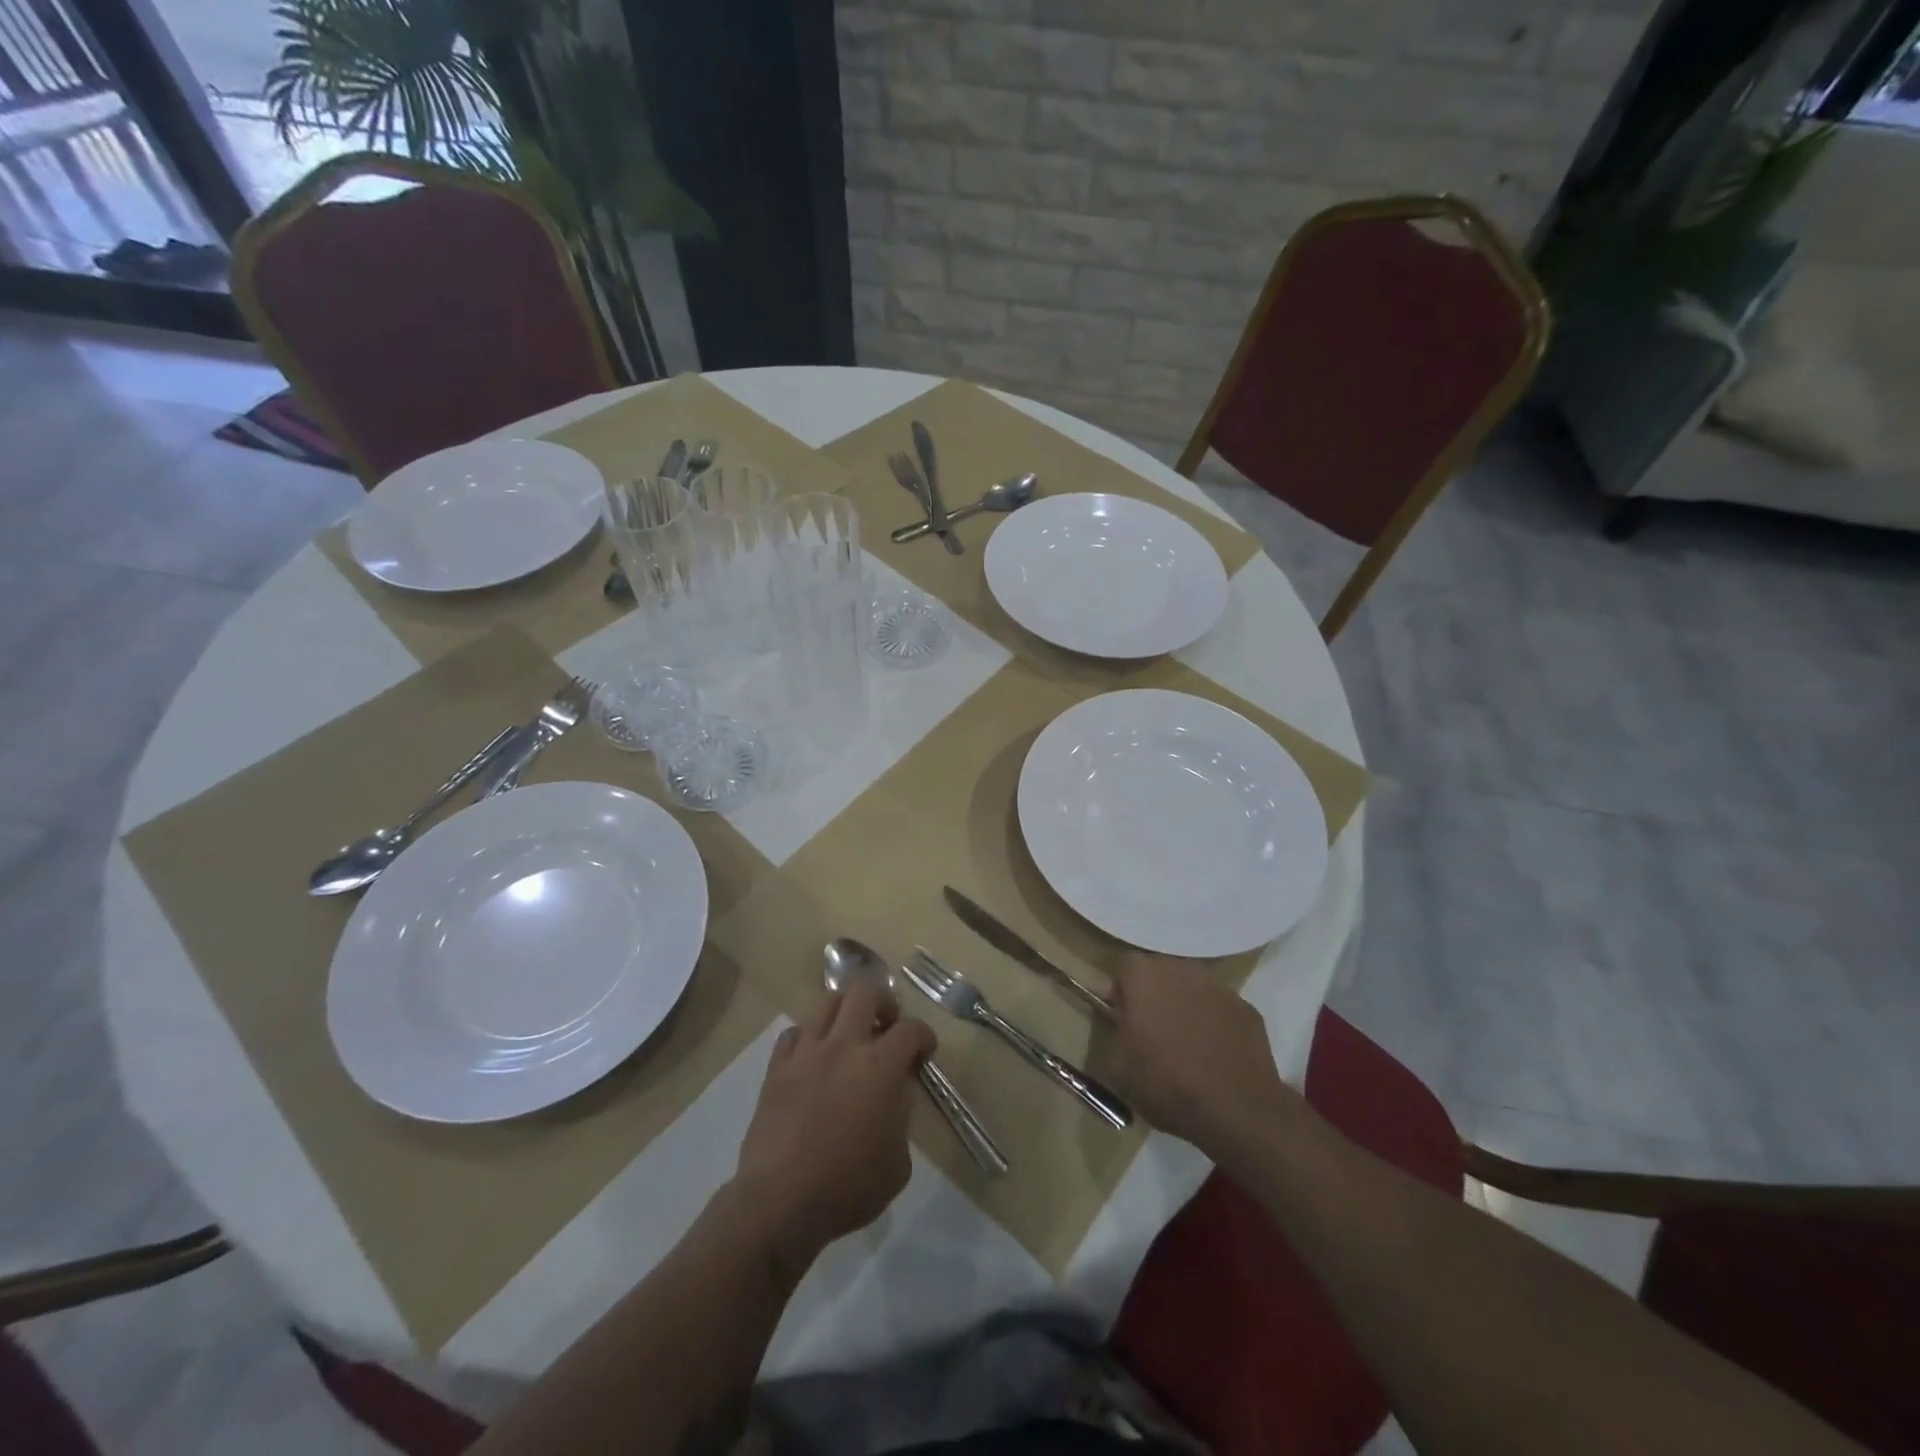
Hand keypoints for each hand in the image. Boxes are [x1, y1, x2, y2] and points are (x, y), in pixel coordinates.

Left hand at [729, 982, 935, 1275]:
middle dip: (883, 1002)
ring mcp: (806, 1052)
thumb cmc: (848, 1186)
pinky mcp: (777, 1068)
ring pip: (827, 1002)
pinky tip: (813, 1057)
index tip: (924, 1053)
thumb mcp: (898, 1163)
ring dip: (845, 1011)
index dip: (923, 1036)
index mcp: (880, 1066)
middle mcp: (844, 1045)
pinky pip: (793, 1033)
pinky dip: (807, 1038)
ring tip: (849, 1034)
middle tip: (887, 1026)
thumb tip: (892, 1097)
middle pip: (865, 991)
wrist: (780, 1201)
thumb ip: (900, 1118)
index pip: (911, 1029)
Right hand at [1103, 953, 1302, 1153]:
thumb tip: (1123, 1022)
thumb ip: (1115, 1031)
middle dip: (1154, 995)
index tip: (1123, 1018)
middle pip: (1160, 972)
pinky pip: (1220, 1009)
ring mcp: (1219, 987)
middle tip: (1152, 1032)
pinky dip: (1214, 1024)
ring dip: (1185, 1006)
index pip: (1124, 966)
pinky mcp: (1247, 1009)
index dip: (1121, 991)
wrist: (1236, 1111)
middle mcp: (1182, 969)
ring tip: (1186, 1046)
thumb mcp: (1118, 1066)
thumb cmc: (1166, 1085)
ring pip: (1192, 988)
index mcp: (1144, 977)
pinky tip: (1215, 1056)